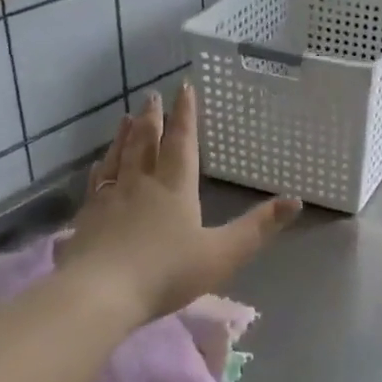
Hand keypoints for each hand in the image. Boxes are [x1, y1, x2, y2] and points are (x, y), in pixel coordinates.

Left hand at [59, 85, 300, 323]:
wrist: (99, 293)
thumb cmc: (166, 272)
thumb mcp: (223, 254)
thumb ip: (258, 228)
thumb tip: (295, 200)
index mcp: (175, 187)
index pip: (182, 142)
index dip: (185, 114)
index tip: (184, 87)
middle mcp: (141, 183)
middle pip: (147, 142)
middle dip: (153, 118)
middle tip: (152, 95)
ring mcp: (109, 198)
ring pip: (119, 157)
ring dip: (124, 135)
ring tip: (126, 117)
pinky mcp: (86, 217)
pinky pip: (96, 182)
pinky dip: (101, 167)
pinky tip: (98, 166)